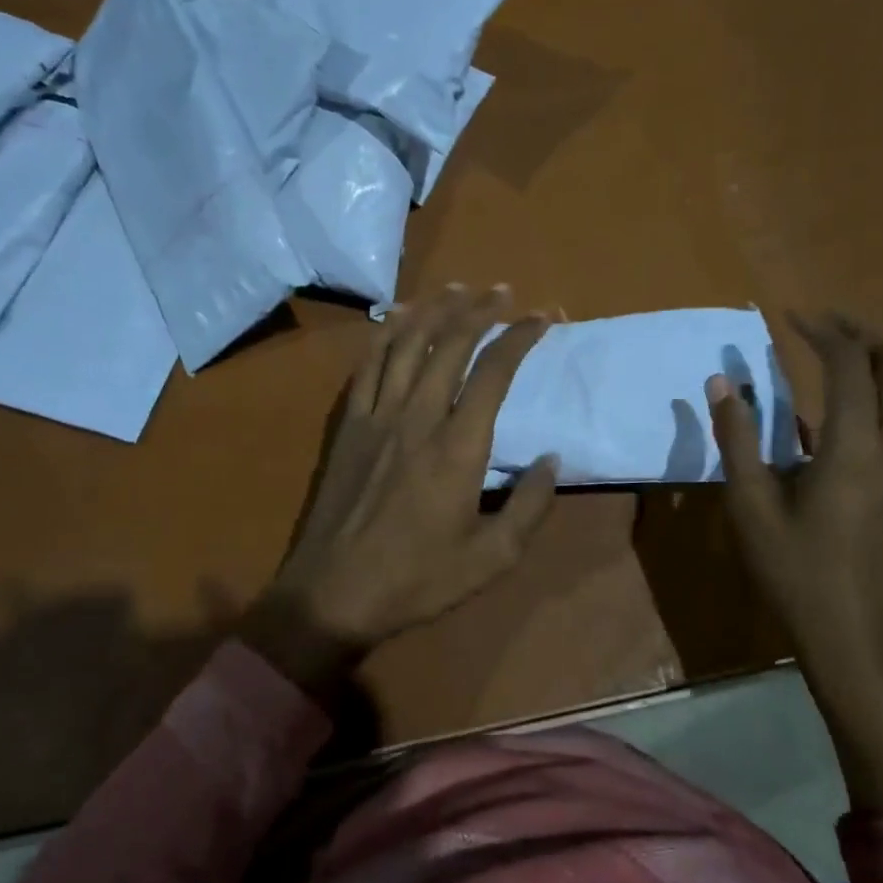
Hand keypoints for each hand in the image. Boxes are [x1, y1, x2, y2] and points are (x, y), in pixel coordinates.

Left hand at [240, 285, 557, 692]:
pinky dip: (385, 333)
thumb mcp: (492, 559)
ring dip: (434, 310)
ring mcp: (377, 417)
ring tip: (457, 288)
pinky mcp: (349, 425)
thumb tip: (550, 459)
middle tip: (503, 291)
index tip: (543, 318)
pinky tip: (397, 317)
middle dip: (480, 310)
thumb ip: (529, 507)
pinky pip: (368, 366)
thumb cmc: (417, 580)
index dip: (520, 337)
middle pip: (449, 344)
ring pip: (406, 344)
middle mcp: (417, 417)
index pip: (493, 372)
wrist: (332, 594)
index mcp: (457, 447)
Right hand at [708, 314, 882, 665]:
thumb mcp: (750, 506)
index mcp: (854, 448)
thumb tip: (722, 383)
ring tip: (871, 362)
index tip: (792, 319)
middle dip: (866, 337)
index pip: (850, 366)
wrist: (854, 635)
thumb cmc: (795, 570)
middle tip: (828, 332)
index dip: (823, 332)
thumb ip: (737, 438)